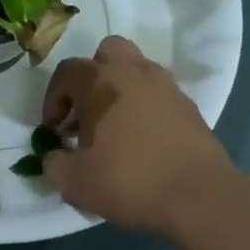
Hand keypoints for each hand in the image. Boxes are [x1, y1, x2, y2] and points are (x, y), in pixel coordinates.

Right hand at [42, 35, 236, 233]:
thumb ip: (54, 164)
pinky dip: (144, 108)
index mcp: (100, 82)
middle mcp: (134, 72)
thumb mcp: (74, 182)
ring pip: (136, 71)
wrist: (196, 194)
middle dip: (91, 78)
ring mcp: (166, 86)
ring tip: (113, 129)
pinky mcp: (189, 106)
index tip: (53, 130)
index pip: (67, 72)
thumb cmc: (128, 180)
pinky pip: (158, 95)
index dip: (53, 99)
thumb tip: (54, 156)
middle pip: (107, 54)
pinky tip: (141, 141)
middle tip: (86, 113)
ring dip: (119, 91)